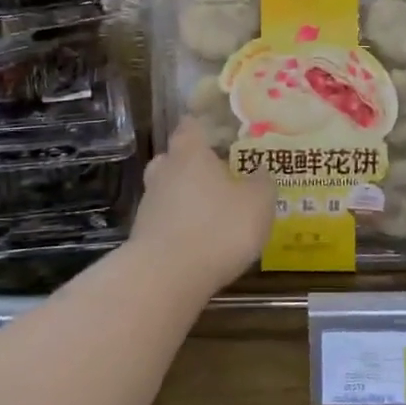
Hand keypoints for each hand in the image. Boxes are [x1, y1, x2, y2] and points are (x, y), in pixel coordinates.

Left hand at [131, 119, 273, 290]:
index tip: (217, 130)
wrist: (166, 278)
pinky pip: (166, 222)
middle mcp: (164, 173)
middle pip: (174, 159)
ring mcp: (149, 206)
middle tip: (217, 174)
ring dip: (186, 198)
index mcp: (189, 154)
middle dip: (192, 164)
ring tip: (212, 213)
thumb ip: (261, 183)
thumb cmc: (217, 227)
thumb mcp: (257, 203)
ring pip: (168, 191)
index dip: (202, 126)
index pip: (190, 127)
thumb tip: (260, 170)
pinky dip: (180, 226)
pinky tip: (200, 241)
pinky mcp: (143, 238)